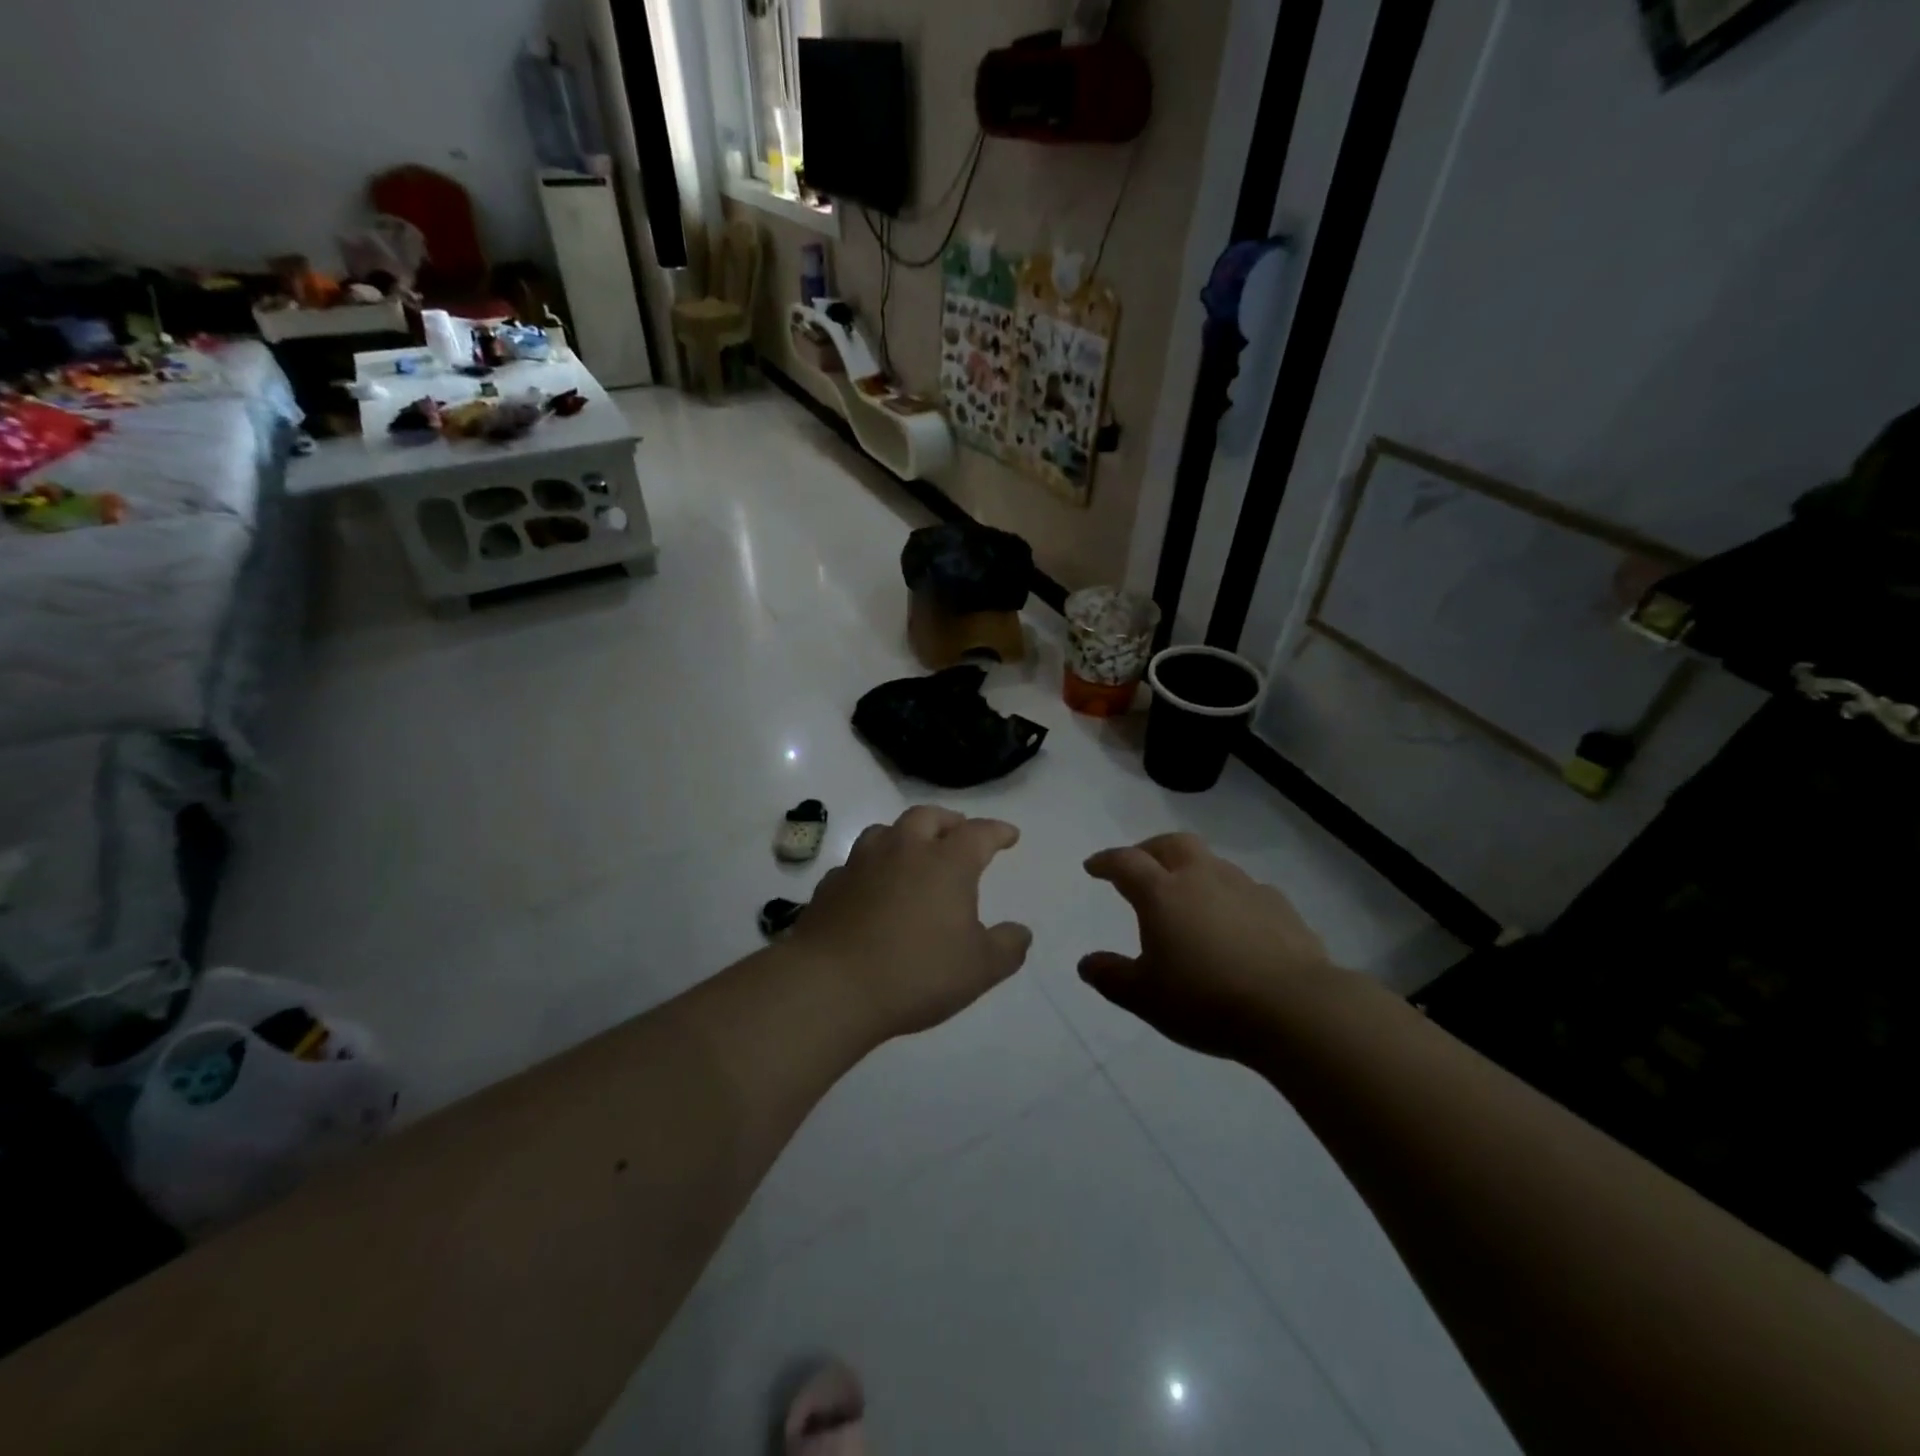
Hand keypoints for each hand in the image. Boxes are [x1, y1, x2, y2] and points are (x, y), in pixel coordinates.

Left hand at [789, 806, 1032, 1042]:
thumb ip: (1007, 947)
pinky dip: (871, 867)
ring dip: (905, 835)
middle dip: (948, 821)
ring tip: (912, 851)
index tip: (1009, 836)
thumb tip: (1020, 932)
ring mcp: (861, 864)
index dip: (997, 831)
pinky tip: (872, 886)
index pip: (978, 833)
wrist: (831, 986)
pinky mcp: (830, 885)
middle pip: (927, 817)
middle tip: (958, 832)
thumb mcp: (979, 969)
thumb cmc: (916, 973)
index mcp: (946, 863)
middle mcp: (904, 850)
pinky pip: (855, 864)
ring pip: (885, 831)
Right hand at [1080, 833, 1339, 1062]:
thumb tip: (1086, 963)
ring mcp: (1246, 888)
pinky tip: (1234, 923)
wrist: (1295, 1009)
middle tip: (1140, 865)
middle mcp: (1202, 878)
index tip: (1093, 867)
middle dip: (1150, 849)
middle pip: (1172, 844)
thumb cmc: (1207, 1001)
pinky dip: (1230, 897)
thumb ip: (1112, 977)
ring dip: (1193, 871)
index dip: (1106, 861)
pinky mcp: (1281, 907)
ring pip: (1212, 863)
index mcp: (1163, 893)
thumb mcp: (1145, 998)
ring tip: (1188, 898)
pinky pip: (1246, 890)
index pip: (1126, 862)